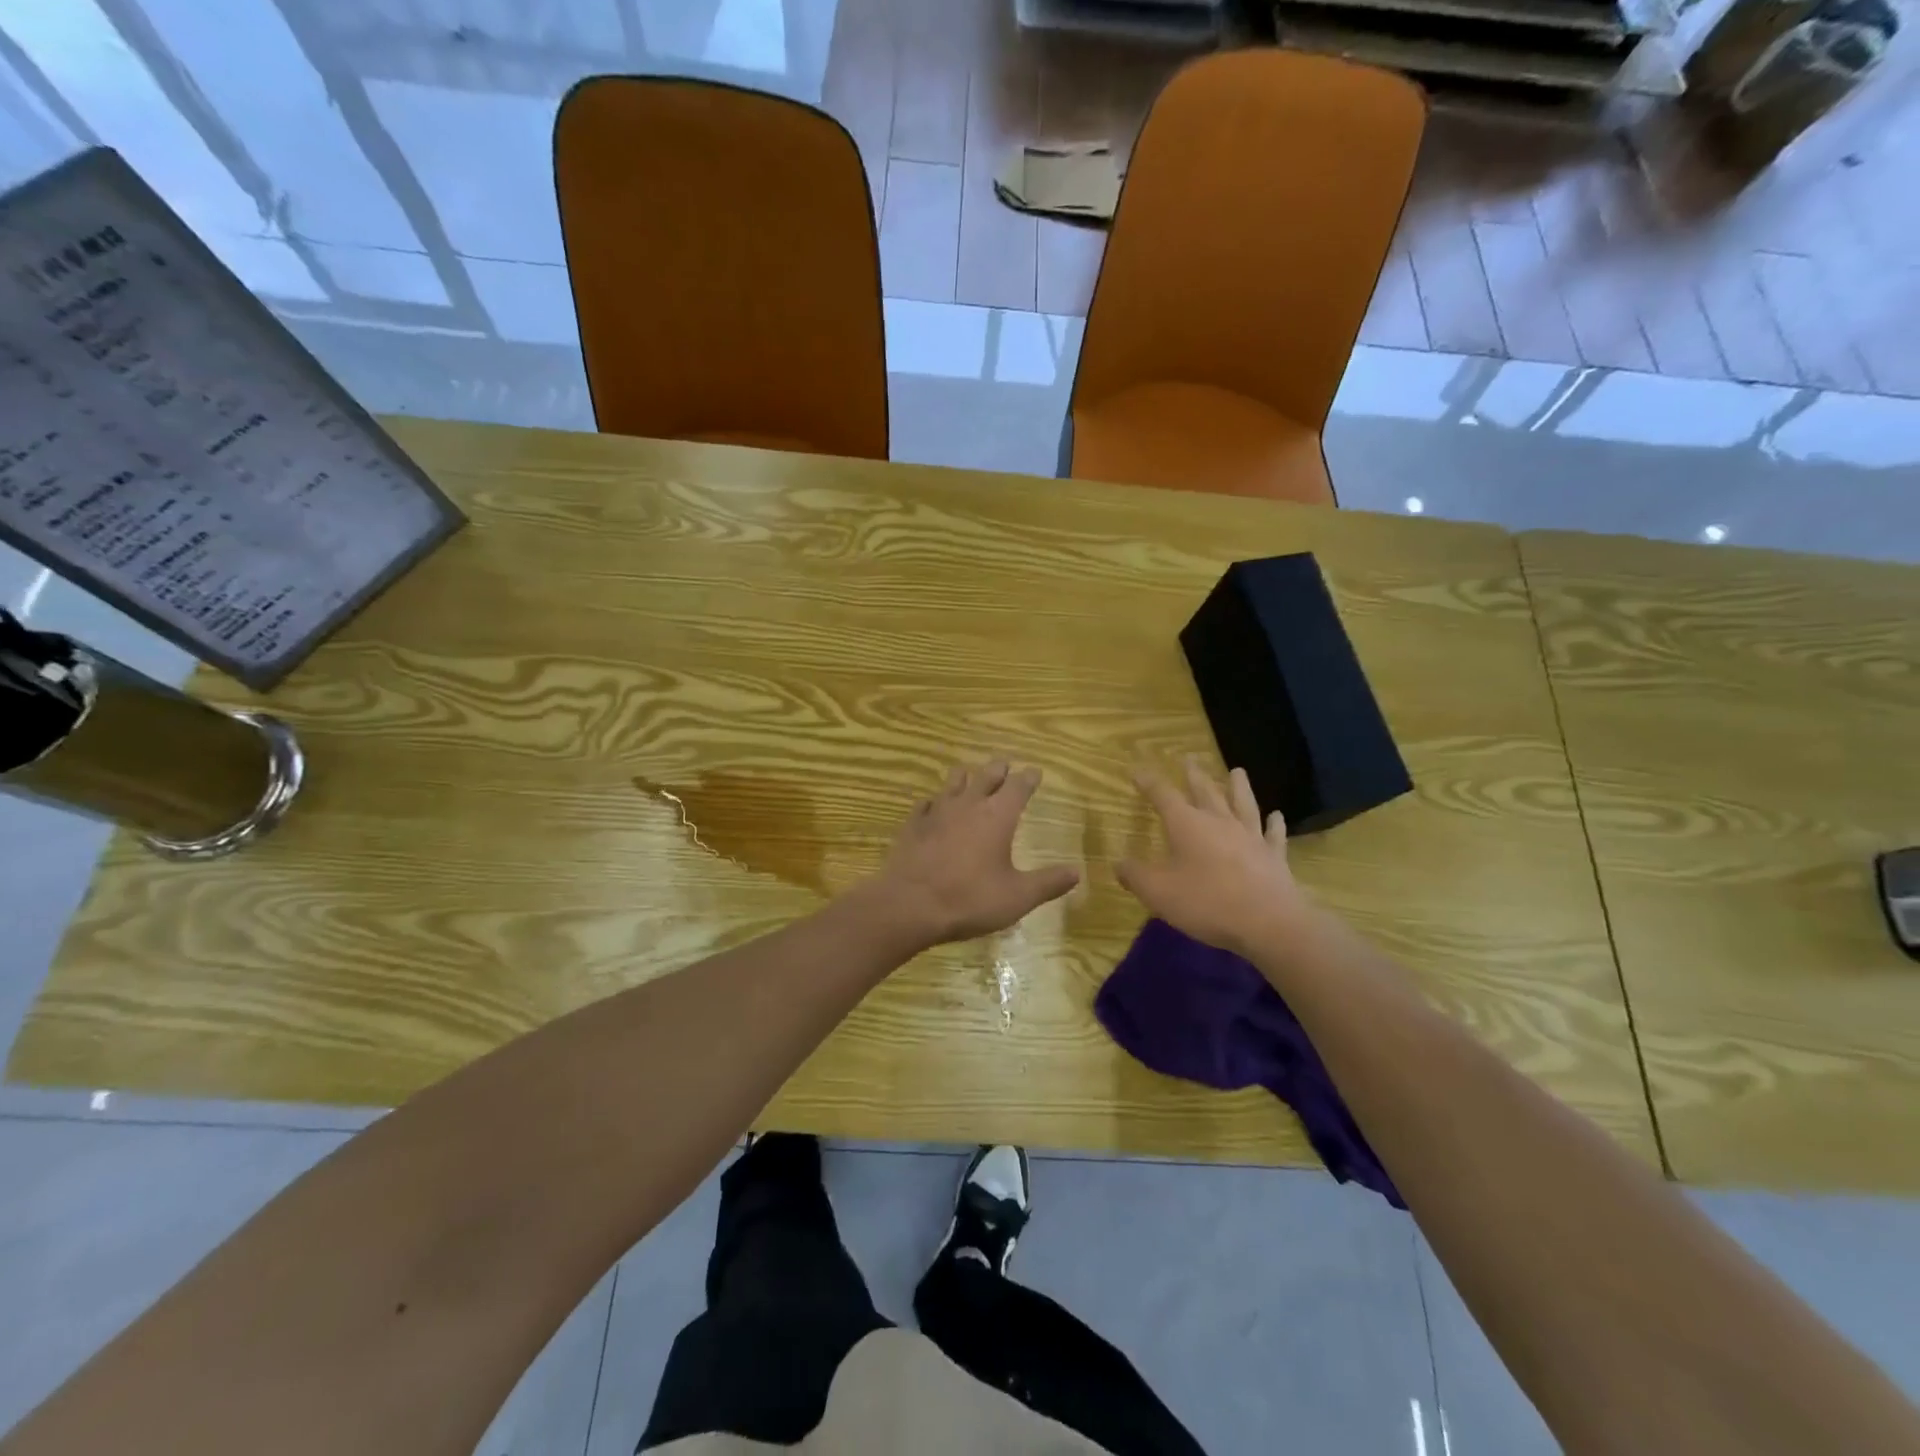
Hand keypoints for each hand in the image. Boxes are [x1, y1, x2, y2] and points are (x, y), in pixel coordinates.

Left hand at [873, 761, 1080, 947]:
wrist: (910, 904)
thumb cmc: (970, 899)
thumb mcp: (1017, 896)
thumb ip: (1048, 883)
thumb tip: (1077, 871)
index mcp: (998, 816)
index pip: (1018, 787)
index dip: (1028, 778)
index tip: (1035, 771)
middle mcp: (969, 804)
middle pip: (986, 776)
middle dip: (999, 768)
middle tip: (1005, 763)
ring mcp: (937, 811)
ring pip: (954, 782)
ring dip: (965, 776)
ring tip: (969, 774)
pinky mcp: (913, 824)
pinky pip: (926, 804)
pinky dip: (934, 801)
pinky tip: (932, 805)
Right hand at [1117, 758, 1313, 955]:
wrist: (1267, 923)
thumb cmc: (1206, 903)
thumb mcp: (1158, 892)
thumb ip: (1135, 875)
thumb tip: (1118, 863)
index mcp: (1187, 825)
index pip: (1163, 795)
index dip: (1148, 782)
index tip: (1137, 769)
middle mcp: (1219, 822)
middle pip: (1205, 791)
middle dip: (1193, 775)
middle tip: (1189, 757)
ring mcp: (1250, 837)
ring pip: (1242, 804)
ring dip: (1238, 787)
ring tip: (1237, 771)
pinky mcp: (1273, 856)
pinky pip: (1272, 834)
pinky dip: (1274, 823)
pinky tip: (1276, 815)